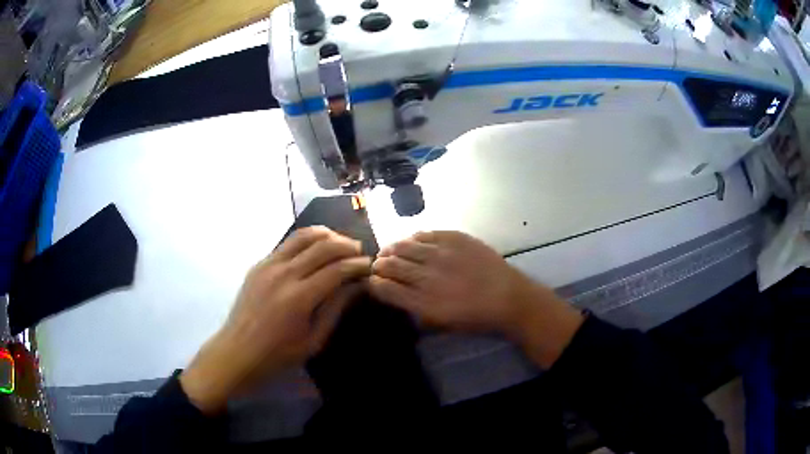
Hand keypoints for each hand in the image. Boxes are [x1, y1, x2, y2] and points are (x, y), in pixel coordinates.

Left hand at [181, 227, 370, 413]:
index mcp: (299, 298)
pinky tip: (315, 247)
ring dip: (327, 235)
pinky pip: (287, 243)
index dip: (357, 265)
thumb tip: (357, 285)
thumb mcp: (314, 340)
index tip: (369, 265)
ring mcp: (268, 265)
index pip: (336, 270)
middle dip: (346, 245)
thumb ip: (335, 309)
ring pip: (303, 236)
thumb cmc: (279, 354)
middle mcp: (284, 274)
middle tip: (359, 252)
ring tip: (340, 242)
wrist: (238, 351)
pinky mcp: (259, 264)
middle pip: (322, 246)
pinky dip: (306, 240)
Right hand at [369, 231, 583, 368]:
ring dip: (392, 249)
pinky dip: (414, 238)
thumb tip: (395, 293)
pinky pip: (425, 233)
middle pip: (390, 265)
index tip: (373, 281)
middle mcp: (427, 276)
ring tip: (390, 251)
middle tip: (378, 264)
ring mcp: (441, 254)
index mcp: (422, 302)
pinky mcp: (455, 238)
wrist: (508, 297)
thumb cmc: (475, 317)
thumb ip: (414, 309)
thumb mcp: (441, 324)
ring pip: (404, 246)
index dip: (374, 283)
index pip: (384, 288)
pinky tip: (412, 241)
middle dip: (379, 264)